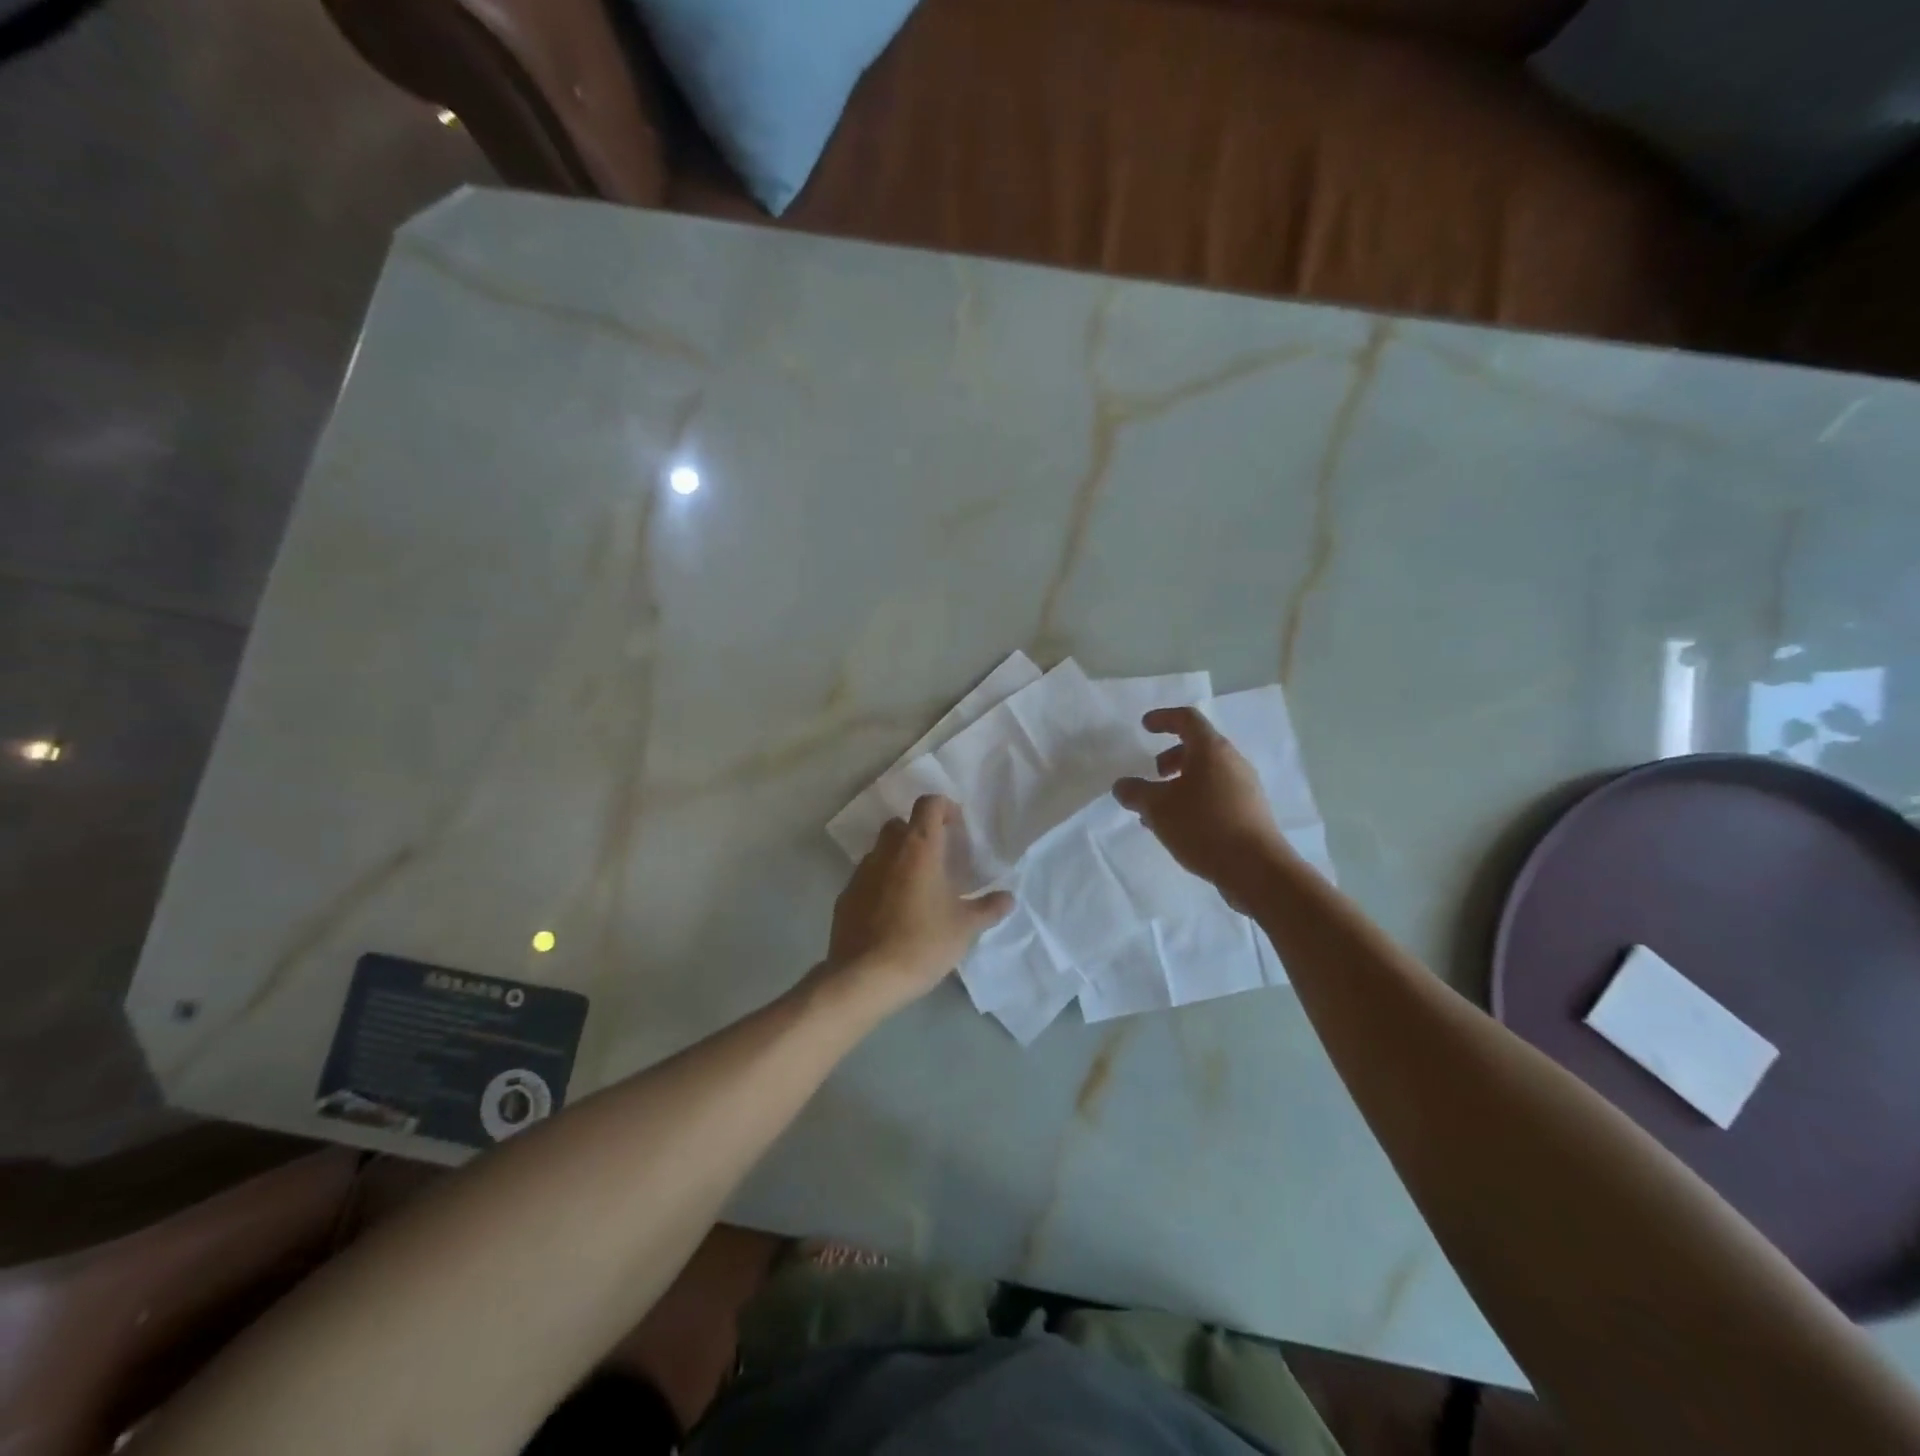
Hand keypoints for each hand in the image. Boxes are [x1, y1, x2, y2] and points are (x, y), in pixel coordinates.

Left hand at [826, 795, 1013, 1016]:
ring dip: (898, 859)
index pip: (928, 805)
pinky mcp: (845, 897)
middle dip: (919, 833)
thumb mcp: (965, 928)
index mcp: (919, 848)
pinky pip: (866, 879)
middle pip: (901, 824)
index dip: (944, 808)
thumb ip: (988, 908)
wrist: (866, 977)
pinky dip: (881, 884)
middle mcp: (886, 851)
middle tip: (938, 859)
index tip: (956, 827)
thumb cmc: (922, 943)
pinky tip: (892, 913)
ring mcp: (861, 873)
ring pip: (881, 851)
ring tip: (917, 889)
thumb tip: (1008, 898)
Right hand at [1114, 707, 1286, 910]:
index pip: (1187, 719)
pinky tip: (1180, 828)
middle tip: (1154, 774)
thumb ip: (1135, 792)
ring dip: (1181, 784)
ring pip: (1207, 775)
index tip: (1145, 726)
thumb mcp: (1157, 808)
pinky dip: (1195, 801)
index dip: (1164, 718)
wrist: (1256, 868)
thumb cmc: (1203, 826)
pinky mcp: (1250, 813)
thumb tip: (1122, 785)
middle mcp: (1233, 762)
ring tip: (1160, 810)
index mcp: (1211, 750)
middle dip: (1172, 757)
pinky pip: (1217, 796)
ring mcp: (1246, 788)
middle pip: (1199, 748)